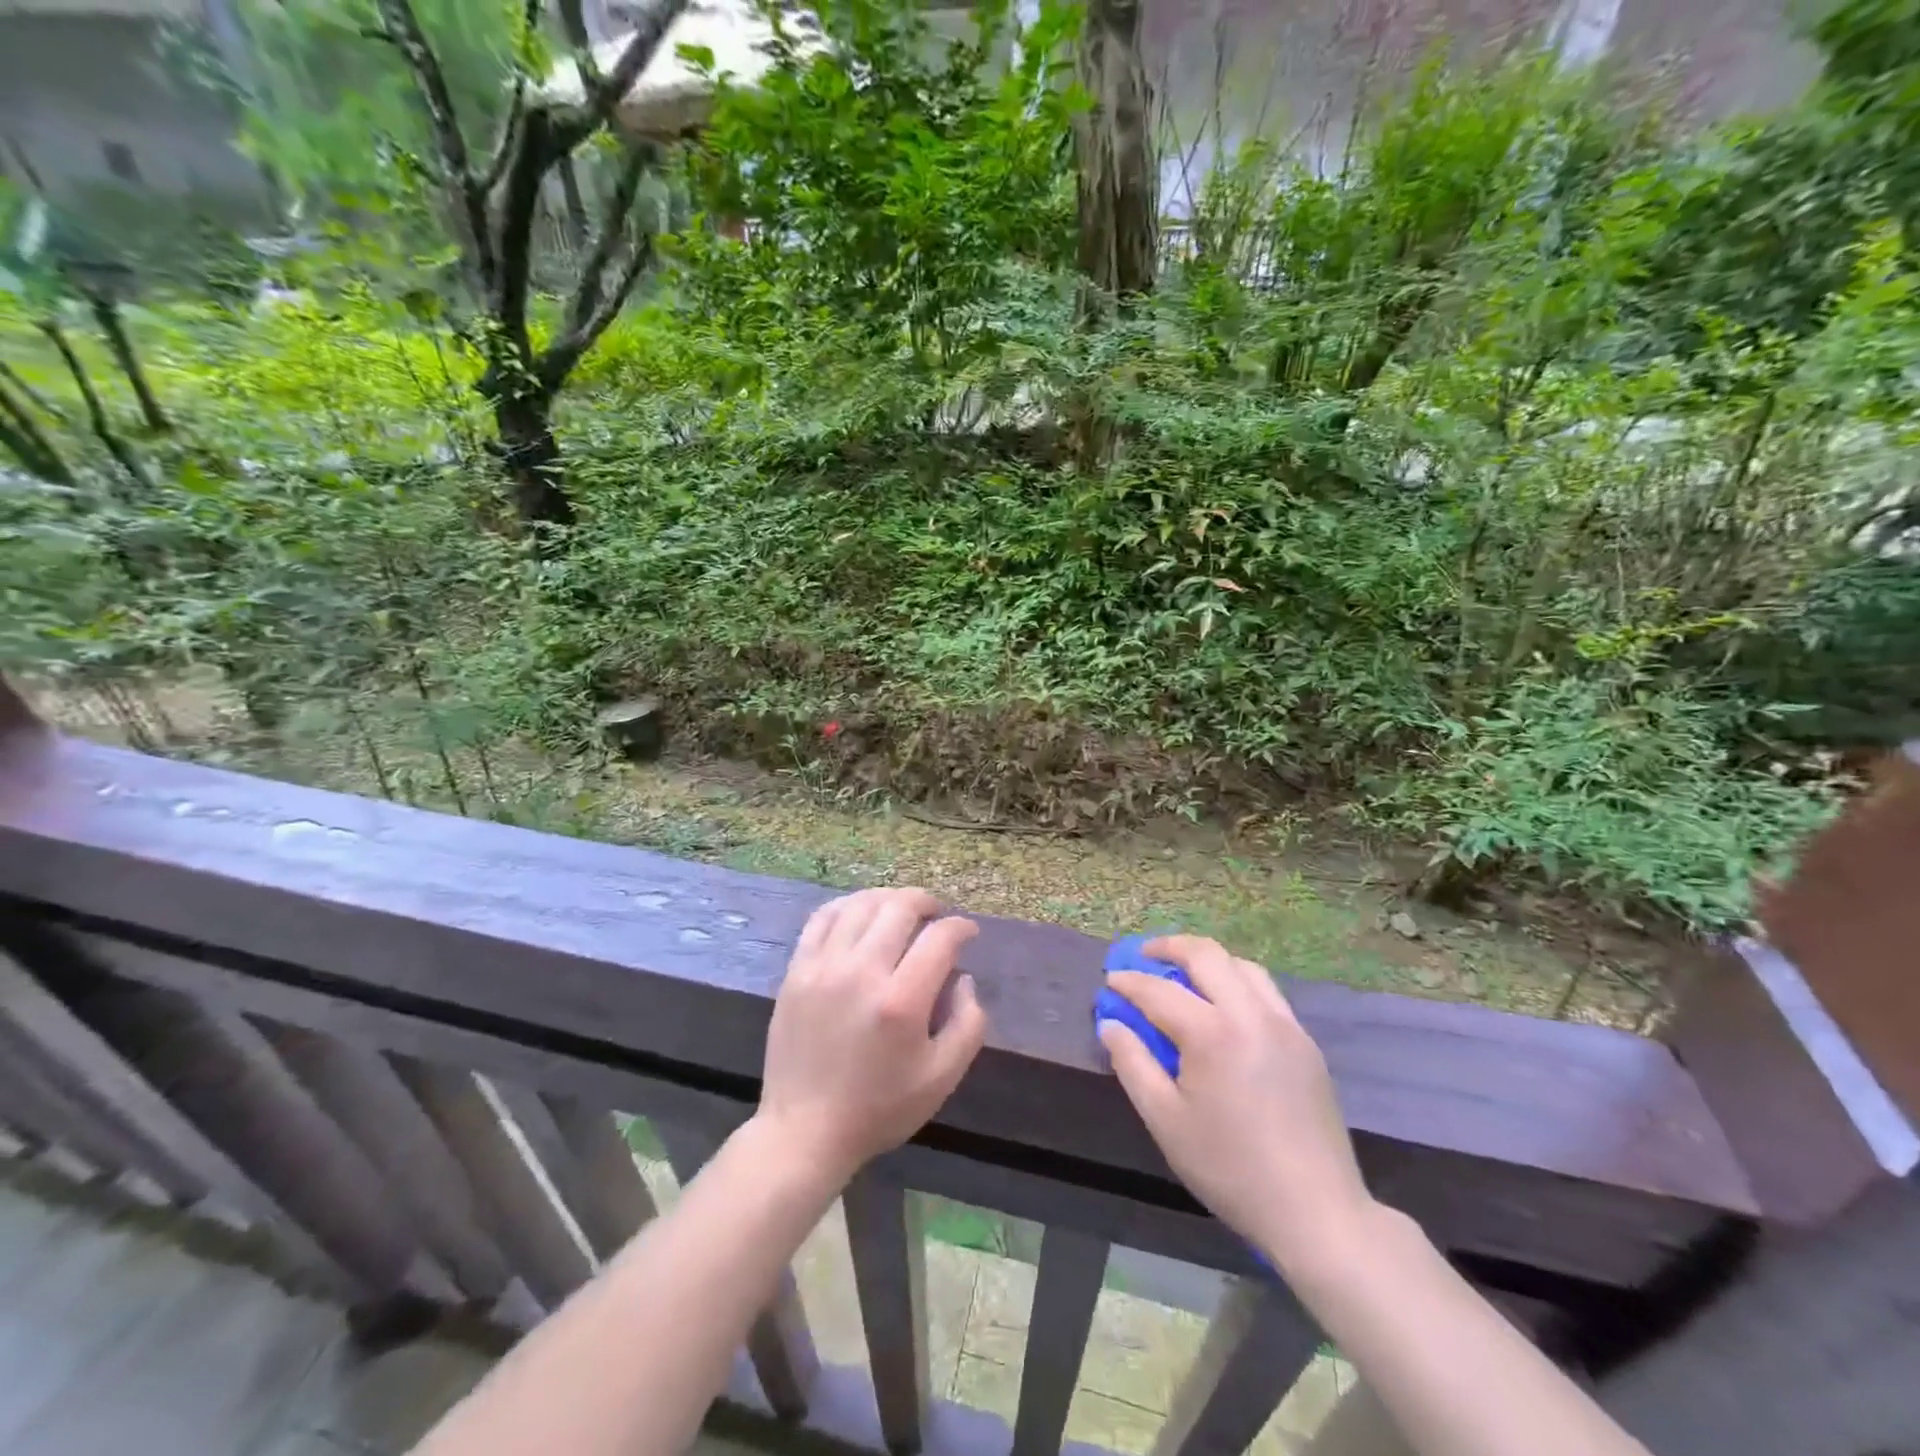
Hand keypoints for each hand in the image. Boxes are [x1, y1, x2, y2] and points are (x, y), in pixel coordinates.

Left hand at [757, 888, 988, 1181]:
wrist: (805, 1131)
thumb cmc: (879, 1108)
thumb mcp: (942, 1078)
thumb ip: (968, 1024)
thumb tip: (963, 978)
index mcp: (901, 1002)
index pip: (939, 938)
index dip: (961, 927)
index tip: (968, 932)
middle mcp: (861, 973)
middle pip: (899, 908)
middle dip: (926, 902)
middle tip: (936, 914)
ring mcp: (823, 967)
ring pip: (861, 905)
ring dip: (889, 899)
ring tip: (901, 910)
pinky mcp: (796, 971)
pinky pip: (823, 918)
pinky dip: (848, 906)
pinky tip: (860, 913)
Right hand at [1099, 935, 1372, 1272]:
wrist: (1317, 1211)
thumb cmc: (1230, 1168)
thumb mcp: (1166, 1121)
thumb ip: (1133, 1064)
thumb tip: (1111, 1024)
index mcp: (1212, 1034)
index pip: (1159, 991)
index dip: (1129, 983)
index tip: (1109, 981)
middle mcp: (1251, 1014)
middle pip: (1206, 955)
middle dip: (1169, 947)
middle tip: (1143, 955)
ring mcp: (1284, 1024)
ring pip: (1241, 965)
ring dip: (1207, 959)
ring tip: (1183, 973)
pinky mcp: (1305, 1041)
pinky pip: (1266, 991)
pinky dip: (1236, 980)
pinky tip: (1223, 1005)